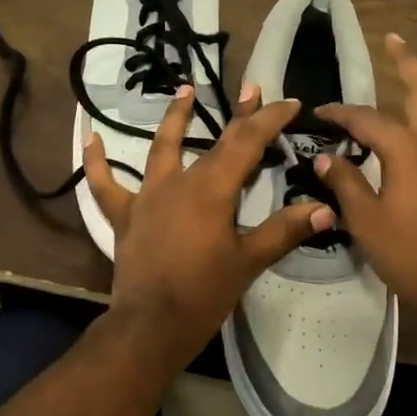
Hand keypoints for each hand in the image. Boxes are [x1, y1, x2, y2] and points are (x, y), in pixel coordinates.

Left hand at [84, 83, 333, 367]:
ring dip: (175, 118)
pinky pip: (106, 185)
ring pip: (161, 149)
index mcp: (212, 190)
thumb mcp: (248, 262)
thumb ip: (284, 231)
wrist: (150, 326)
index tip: (290, 103)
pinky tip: (90, 139)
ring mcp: (147, 196)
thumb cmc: (203, 294)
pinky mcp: (125, 215)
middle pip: (213, 141)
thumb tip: (325, 209)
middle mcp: (179, 183)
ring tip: (184, 90)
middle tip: (252, 89)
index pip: (246, 143)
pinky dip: (98, 163)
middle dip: (239, 115)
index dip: (270, 120)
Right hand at [315, 34, 416, 332]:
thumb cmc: (413, 254)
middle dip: (407, 62)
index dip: (340, 113)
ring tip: (408, 87)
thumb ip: (345, 184)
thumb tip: (324, 158)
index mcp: (409, 150)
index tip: (319, 112)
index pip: (368, 119)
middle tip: (394, 39)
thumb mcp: (366, 221)